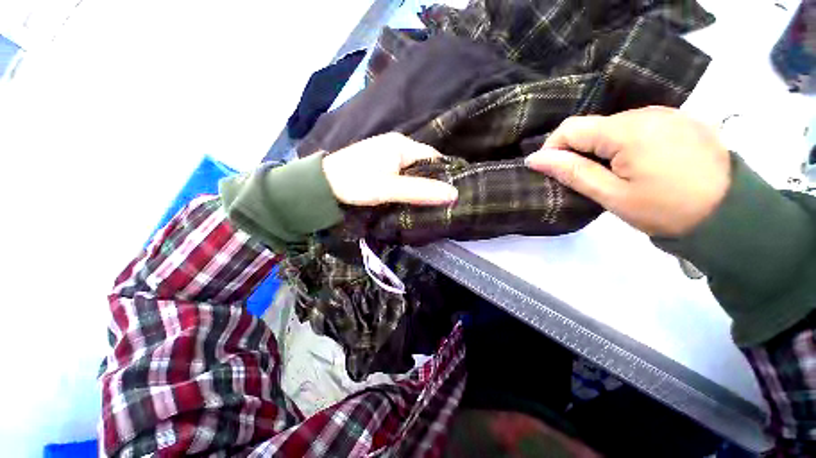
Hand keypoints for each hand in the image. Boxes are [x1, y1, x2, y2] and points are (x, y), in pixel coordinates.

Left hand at [322, 133, 458, 205]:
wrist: (322, 185)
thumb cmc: (356, 182)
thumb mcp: (390, 188)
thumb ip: (420, 191)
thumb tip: (453, 194)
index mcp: (402, 144)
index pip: (434, 157)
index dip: (444, 174)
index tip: (450, 194)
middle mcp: (397, 144)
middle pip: (424, 163)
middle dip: (432, 181)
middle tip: (440, 201)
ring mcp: (387, 153)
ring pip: (413, 169)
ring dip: (419, 183)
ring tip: (428, 201)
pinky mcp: (380, 163)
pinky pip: (402, 172)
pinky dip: (408, 183)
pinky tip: (409, 195)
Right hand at [526, 107, 730, 236]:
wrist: (731, 215)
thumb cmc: (666, 209)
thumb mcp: (612, 195)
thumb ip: (573, 172)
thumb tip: (536, 159)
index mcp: (627, 130)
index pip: (570, 128)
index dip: (552, 148)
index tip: (550, 171)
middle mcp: (646, 112)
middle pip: (592, 126)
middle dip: (577, 150)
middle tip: (582, 179)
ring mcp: (667, 114)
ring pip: (614, 126)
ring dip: (601, 148)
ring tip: (610, 174)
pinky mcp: (680, 120)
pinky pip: (638, 127)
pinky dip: (624, 144)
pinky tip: (635, 164)